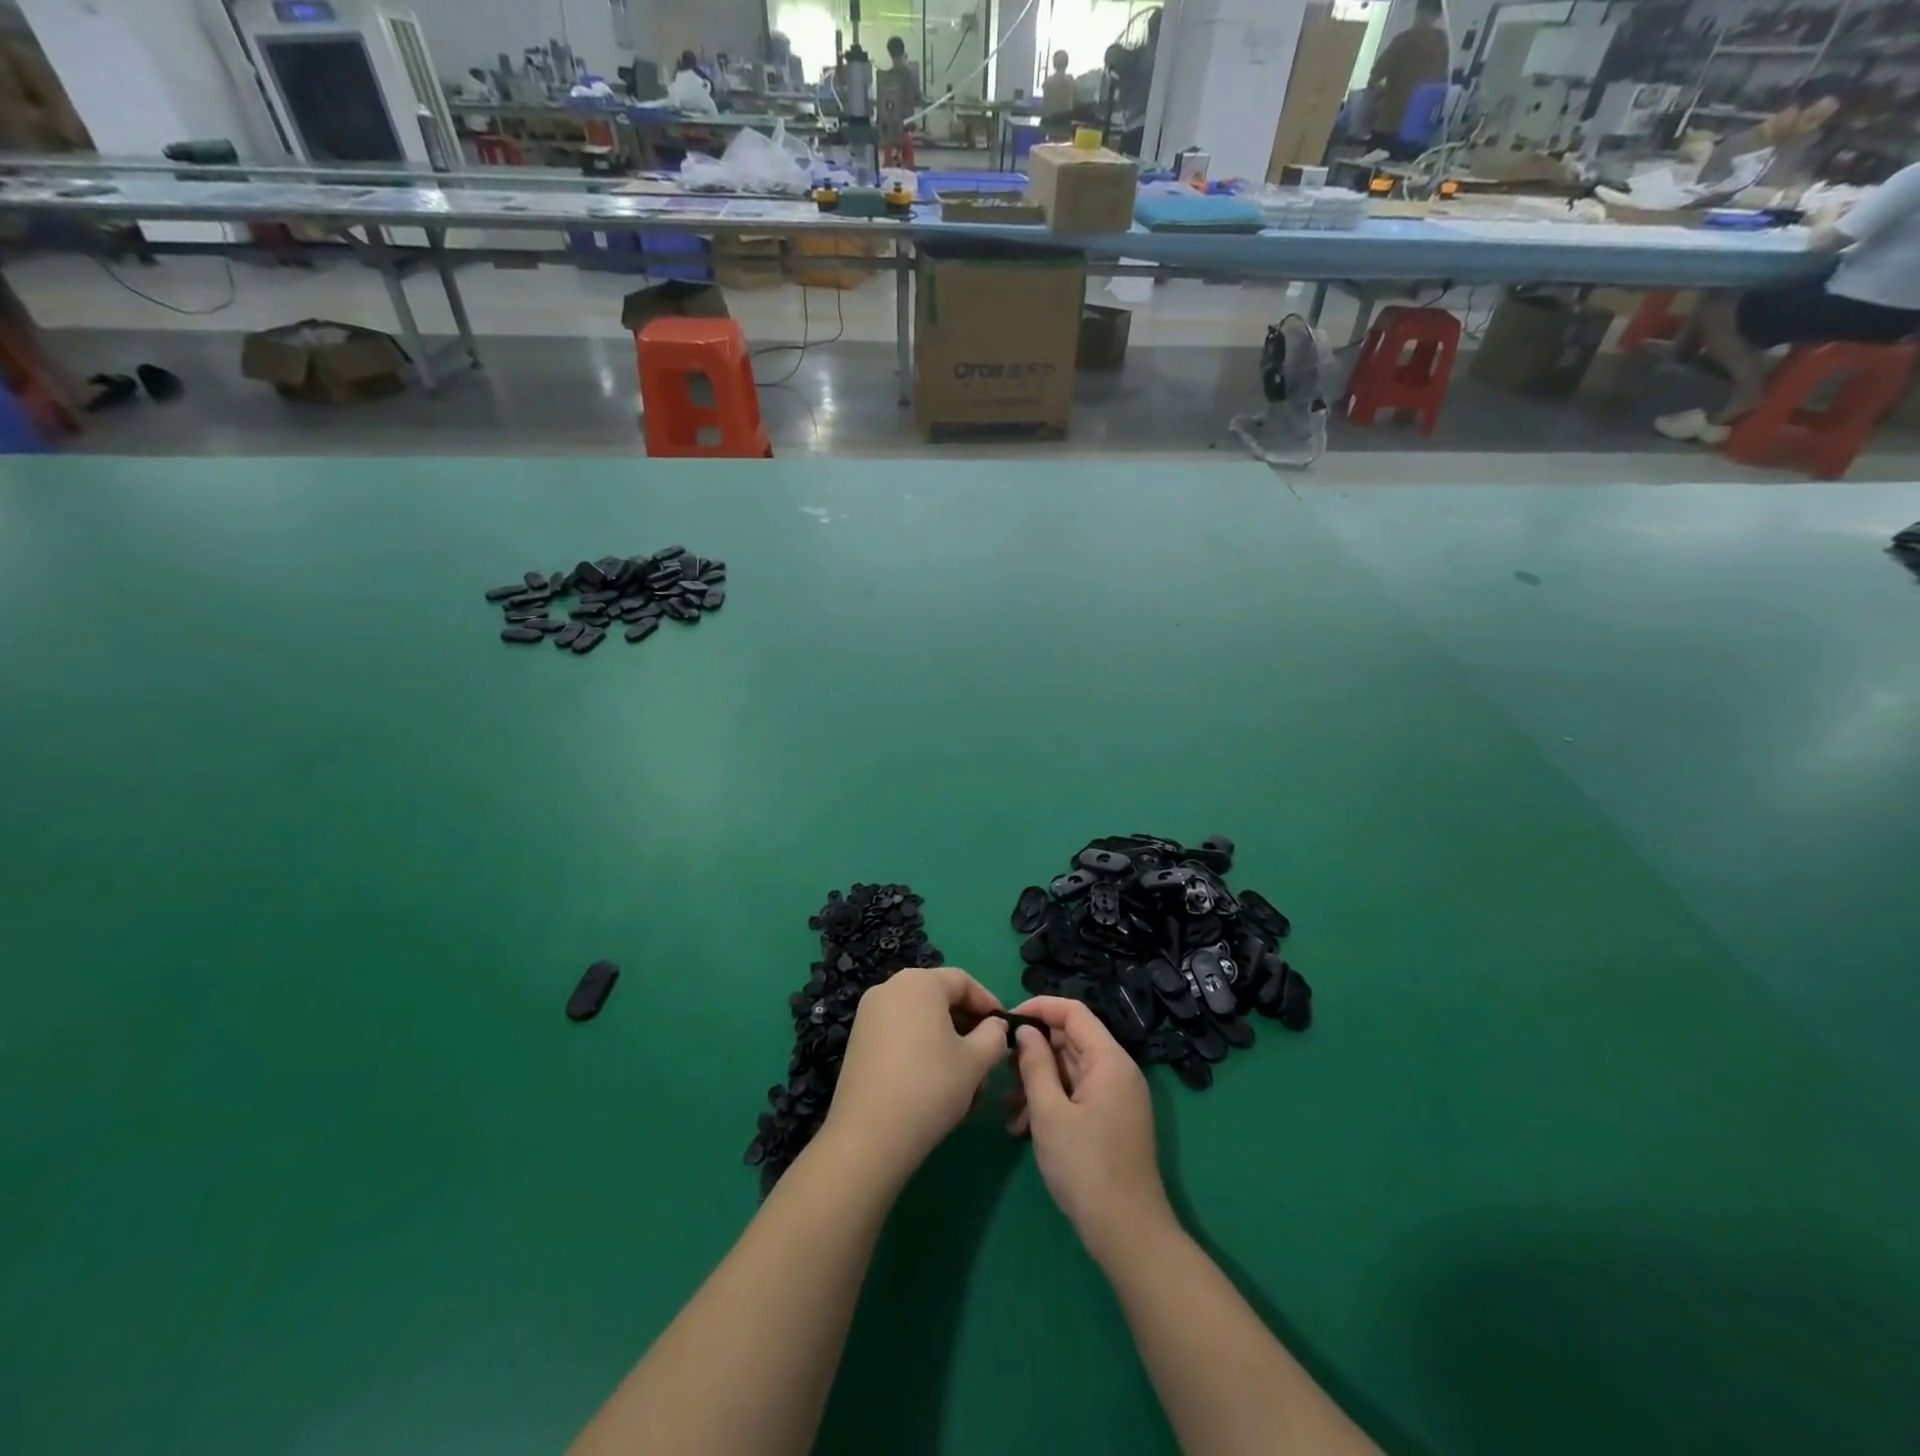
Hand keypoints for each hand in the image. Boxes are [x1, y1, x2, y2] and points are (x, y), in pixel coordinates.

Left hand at [819, 968, 1006, 1186]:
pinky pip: (900, 1034)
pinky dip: (922, 1051)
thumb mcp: (976, 1061)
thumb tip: (994, 1026)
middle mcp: (890, 988)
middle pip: (940, 999)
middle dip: (968, 1027)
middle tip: (987, 1059)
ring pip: (921, 1021)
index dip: (988, 1004)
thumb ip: (994, 1035)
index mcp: (919, 983)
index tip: (1005, 1030)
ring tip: (965, 1081)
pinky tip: (936, 1085)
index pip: (963, 982)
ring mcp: (869, 1015)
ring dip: (947, 1043)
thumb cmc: (930, 1087)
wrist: (869, 1136)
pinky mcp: (859, 1041)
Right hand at [1009, 996, 1173, 1264]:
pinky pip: (1076, 1094)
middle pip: (1071, 1040)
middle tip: (1001, 1069)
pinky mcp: (1111, 1120)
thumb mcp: (1049, 1113)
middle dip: (1034, 1051)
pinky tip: (1022, 1128)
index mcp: (1109, 1060)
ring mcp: (1116, 1097)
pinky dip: (1051, 1103)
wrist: (1128, 1233)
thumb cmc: (1085, 1167)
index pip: (1073, 1012)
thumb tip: (1025, 1030)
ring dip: (1037, 1082)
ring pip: (1070, 1070)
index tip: (1006, 1020)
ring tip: (1008, 1109)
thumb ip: (1035, 1064)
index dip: (1039, 1008)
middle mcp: (1117, 1071)